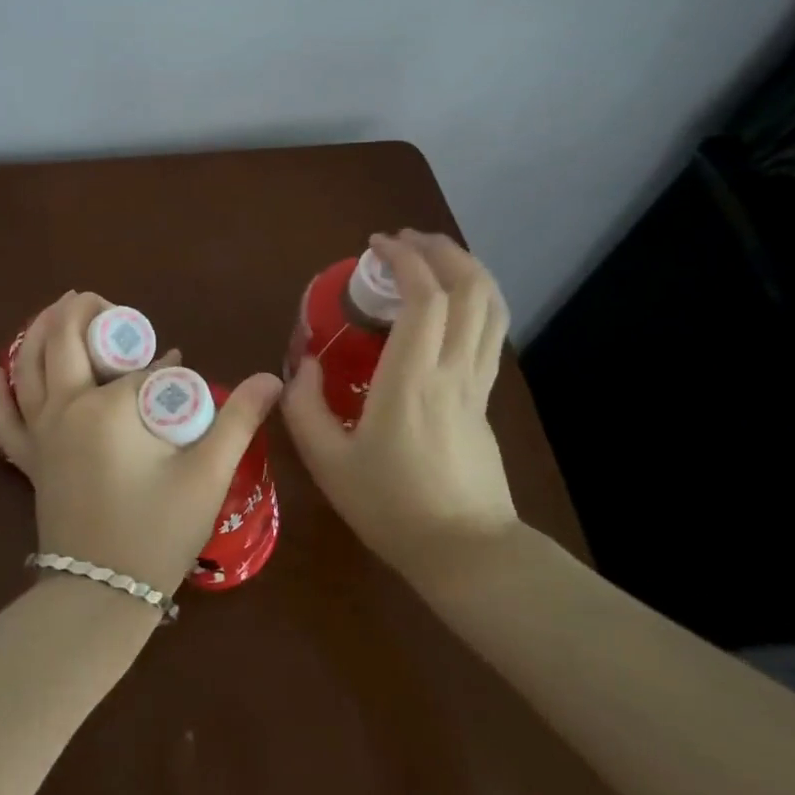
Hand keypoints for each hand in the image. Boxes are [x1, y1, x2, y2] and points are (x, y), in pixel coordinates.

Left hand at [0, 291, 282, 598]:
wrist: (100, 596)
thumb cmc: (157, 532)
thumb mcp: (207, 475)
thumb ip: (239, 421)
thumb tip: (272, 378)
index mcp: (106, 407)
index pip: (137, 367)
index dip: (161, 361)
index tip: (177, 361)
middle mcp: (64, 408)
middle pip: (64, 341)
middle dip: (82, 312)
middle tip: (104, 304)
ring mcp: (40, 433)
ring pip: (28, 366)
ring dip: (39, 331)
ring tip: (57, 311)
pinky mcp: (28, 459)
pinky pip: (5, 417)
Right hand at [282, 231, 516, 585]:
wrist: (465, 553)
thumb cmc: (391, 507)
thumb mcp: (327, 462)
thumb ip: (304, 407)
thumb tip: (303, 365)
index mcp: (413, 379)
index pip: (425, 298)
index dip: (404, 260)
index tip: (375, 247)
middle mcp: (453, 370)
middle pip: (470, 289)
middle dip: (441, 251)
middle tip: (405, 241)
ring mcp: (477, 383)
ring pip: (490, 308)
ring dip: (466, 270)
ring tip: (433, 257)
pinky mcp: (486, 399)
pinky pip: (489, 332)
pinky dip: (473, 300)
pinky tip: (449, 304)